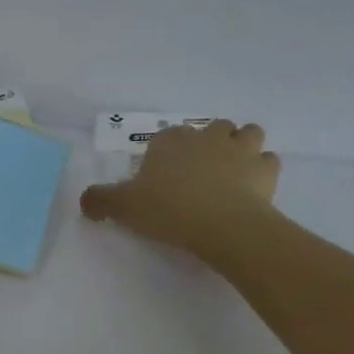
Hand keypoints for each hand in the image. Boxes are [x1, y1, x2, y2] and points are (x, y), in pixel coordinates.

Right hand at [80, 119, 280, 264]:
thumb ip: (100, 200)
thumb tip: (85, 200)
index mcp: (171, 140)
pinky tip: (254, 188)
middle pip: (212, 128)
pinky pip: (268, 161)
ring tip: (232, 171)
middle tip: (199, 174)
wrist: (222, 225)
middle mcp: (207, 135)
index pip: (167, 137)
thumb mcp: (124, 207)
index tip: (162, 179)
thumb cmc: (169, 210)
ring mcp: (240, 149)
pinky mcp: (266, 169)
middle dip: (208, 144)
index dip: (166, 155)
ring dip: (242, 146)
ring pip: (247, 133)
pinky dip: (262, 171)